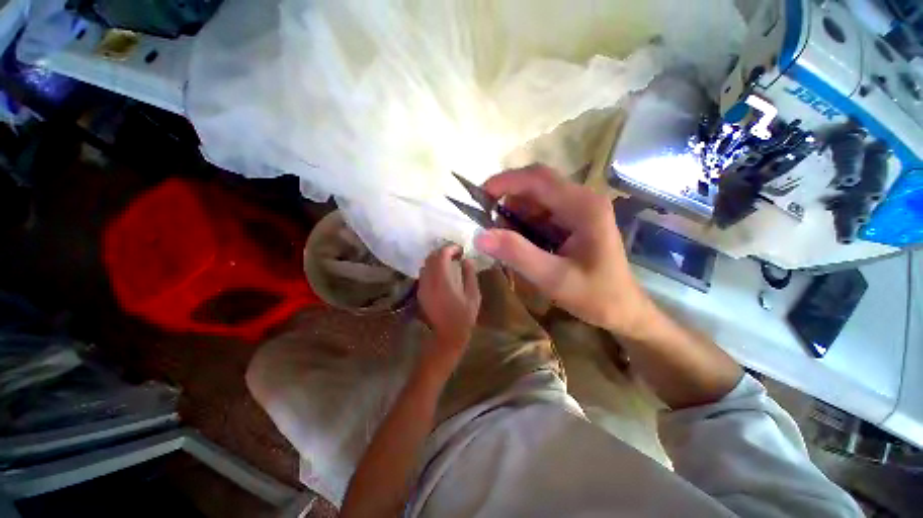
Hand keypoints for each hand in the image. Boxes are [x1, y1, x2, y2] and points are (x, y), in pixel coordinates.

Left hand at [417, 245, 481, 367]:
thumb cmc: (464, 316)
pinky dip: (432, 268)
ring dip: (436, 259)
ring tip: (449, 262)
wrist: (448, 335)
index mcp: (443, 280)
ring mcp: (422, 287)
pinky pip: (424, 273)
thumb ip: (470, 274)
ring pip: (425, 264)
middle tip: (455, 254)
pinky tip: (442, 273)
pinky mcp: (420, 292)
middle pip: (431, 257)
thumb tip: (467, 260)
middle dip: (443, 251)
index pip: (441, 255)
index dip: (451, 248)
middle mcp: (429, 281)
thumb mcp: (473, 295)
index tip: (461, 250)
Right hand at [473, 164, 650, 334]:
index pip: (538, 178)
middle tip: (489, 227)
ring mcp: (578, 208)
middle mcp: (582, 199)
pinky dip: (523, 224)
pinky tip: (521, 244)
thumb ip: (517, 254)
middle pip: (535, 185)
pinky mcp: (572, 219)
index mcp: (583, 206)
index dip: (505, 182)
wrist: (623, 309)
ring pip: (534, 199)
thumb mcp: (553, 278)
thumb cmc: (595, 296)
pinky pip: (540, 212)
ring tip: (506, 242)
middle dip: (507, 201)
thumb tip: (479, 236)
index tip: (479, 198)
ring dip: (514, 215)